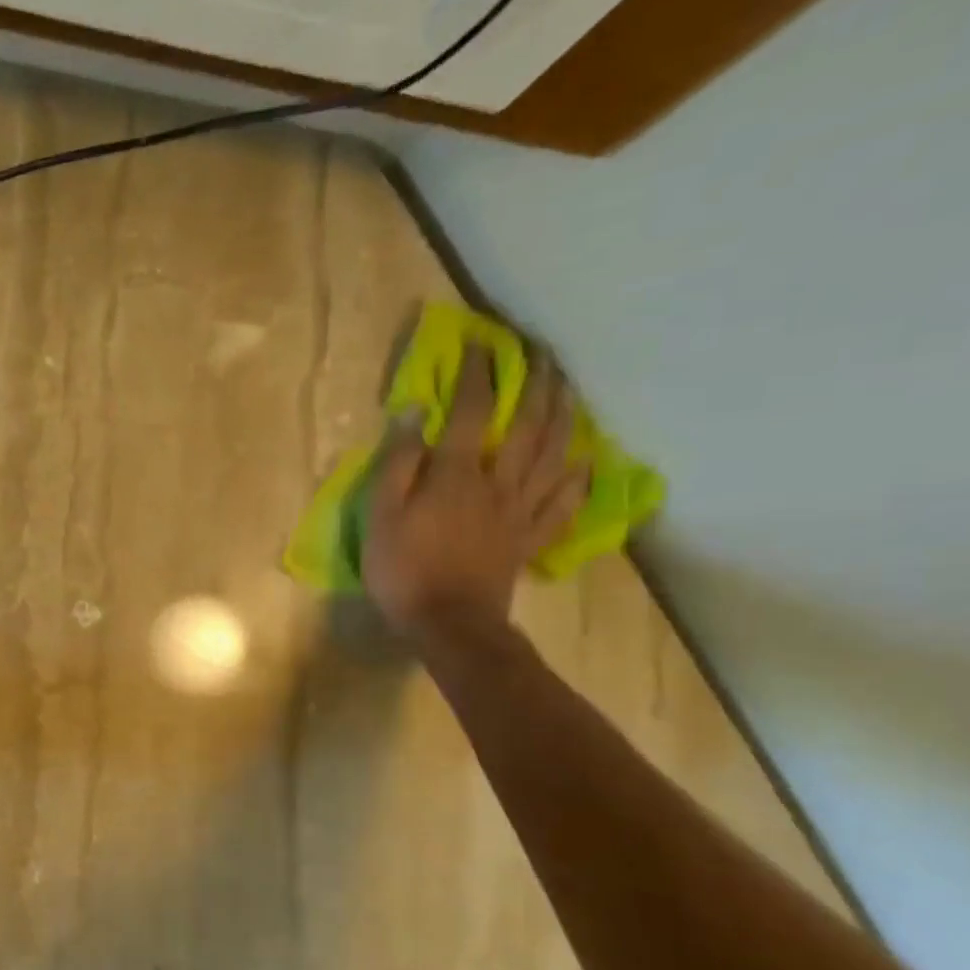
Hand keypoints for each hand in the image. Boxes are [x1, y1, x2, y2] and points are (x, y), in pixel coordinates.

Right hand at [361, 347, 588, 631]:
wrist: (449, 625)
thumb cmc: (404, 570)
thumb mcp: (381, 516)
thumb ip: (399, 464)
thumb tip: (415, 415)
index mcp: (458, 475)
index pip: (472, 412)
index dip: (478, 375)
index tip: (481, 344)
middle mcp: (498, 483)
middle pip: (528, 426)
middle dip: (536, 386)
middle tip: (543, 355)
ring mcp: (520, 512)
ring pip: (553, 456)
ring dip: (564, 418)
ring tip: (568, 390)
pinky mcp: (529, 539)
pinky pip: (563, 504)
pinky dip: (579, 480)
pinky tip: (587, 462)